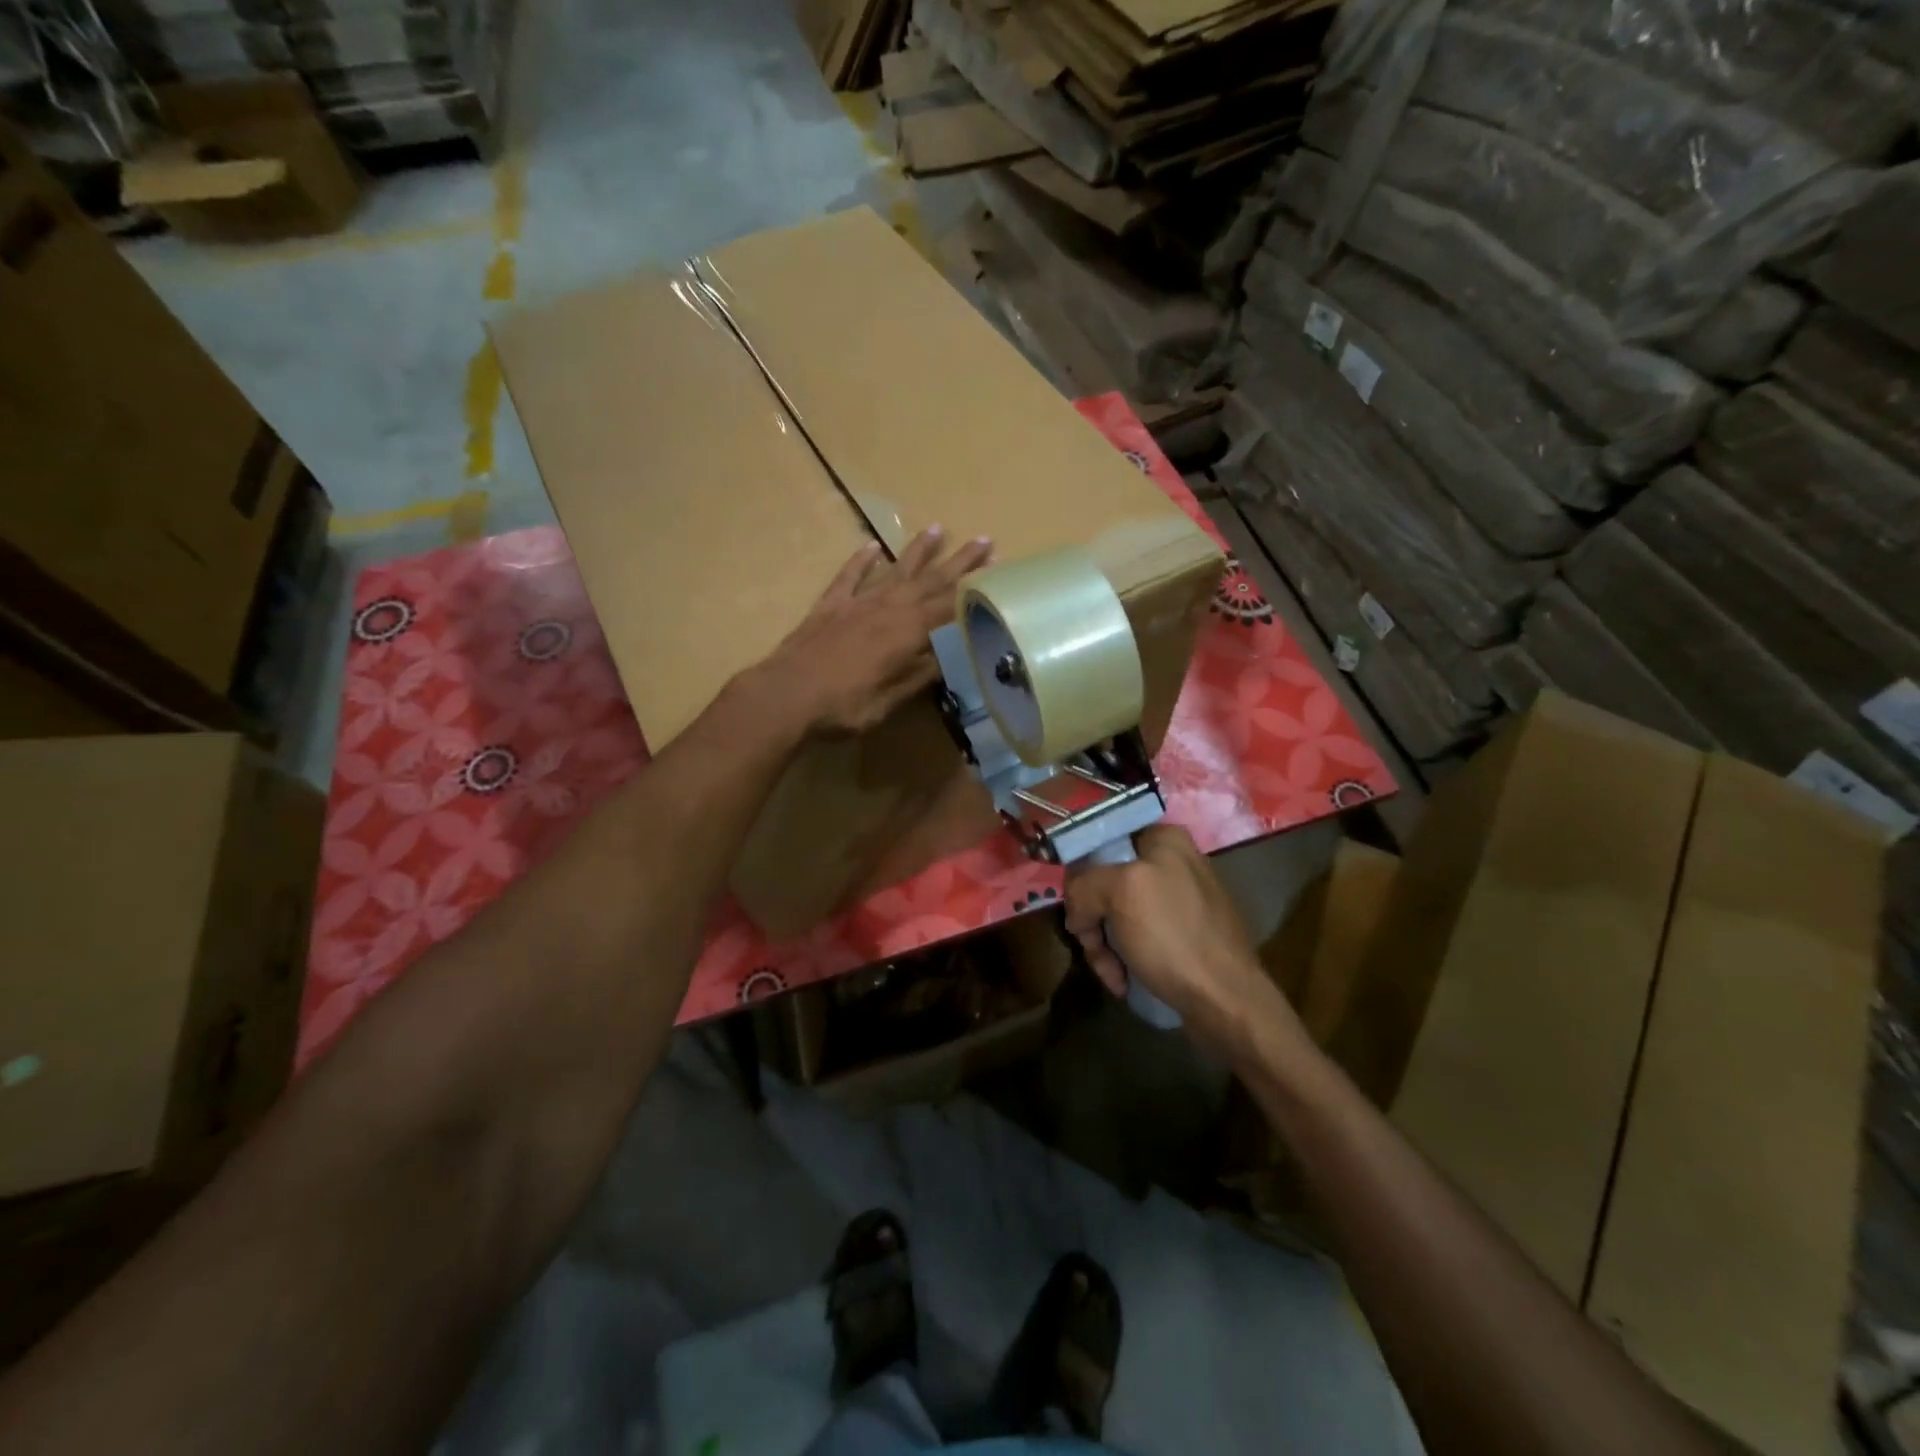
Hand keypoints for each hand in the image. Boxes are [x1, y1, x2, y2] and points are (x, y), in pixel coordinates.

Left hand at [753, 526, 993, 737]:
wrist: (785, 696)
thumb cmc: (845, 705)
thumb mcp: (893, 699)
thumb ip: (922, 674)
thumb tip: (952, 654)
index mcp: (908, 631)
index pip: (951, 605)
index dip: (975, 590)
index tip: (997, 571)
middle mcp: (888, 607)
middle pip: (930, 580)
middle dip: (959, 562)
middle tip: (983, 540)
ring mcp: (857, 603)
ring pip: (894, 570)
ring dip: (918, 551)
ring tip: (937, 529)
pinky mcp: (829, 606)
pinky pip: (849, 576)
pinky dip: (861, 561)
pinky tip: (870, 546)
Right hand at [1065, 826, 1283, 1040]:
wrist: (1227, 1001)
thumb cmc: (1173, 937)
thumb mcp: (1120, 892)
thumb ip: (1085, 884)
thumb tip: (1078, 910)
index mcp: (1164, 839)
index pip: (1102, 842)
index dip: (1081, 875)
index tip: (1075, 909)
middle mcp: (1174, 862)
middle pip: (1107, 881)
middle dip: (1093, 918)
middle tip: (1091, 946)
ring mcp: (1181, 899)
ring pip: (1118, 912)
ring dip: (1105, 945)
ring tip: (1112, 973)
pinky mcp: (1184, 934)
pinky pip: (1139, 935)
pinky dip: (1126, 956)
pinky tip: (1125, 980)